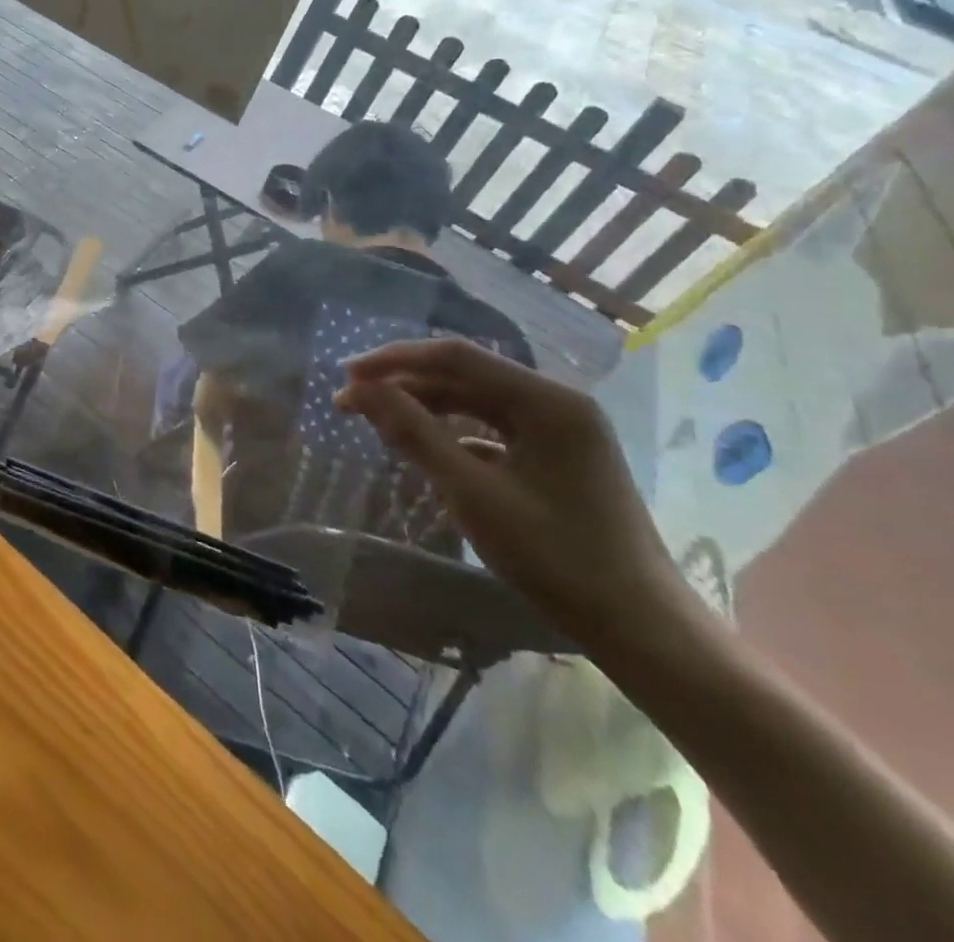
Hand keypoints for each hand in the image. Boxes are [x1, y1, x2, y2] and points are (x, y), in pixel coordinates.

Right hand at [336, 339, 692, 654]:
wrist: (640, 628)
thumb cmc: (555, 557)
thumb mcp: (471, 493)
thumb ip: (413, 433)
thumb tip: (359, 390)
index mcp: (546, 401)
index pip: (454, 357)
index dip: (393, 360)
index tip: (345, 377)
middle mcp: (555, 403)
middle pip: (464, 375)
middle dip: (403, 383)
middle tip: (350, 402)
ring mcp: (560, 430)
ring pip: (475, 401)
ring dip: (423, 406)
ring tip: (377, 420)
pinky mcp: (556, 457)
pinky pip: (491, 428)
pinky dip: (451, 431)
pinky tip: (425, 450)